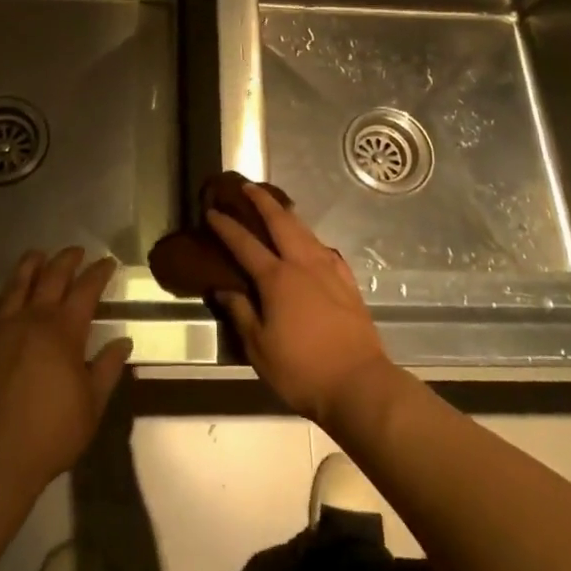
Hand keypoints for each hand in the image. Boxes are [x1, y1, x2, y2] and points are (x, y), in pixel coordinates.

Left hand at [0, 247, 133, 497]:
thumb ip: (107, 368)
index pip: (86, 290)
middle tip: (76, 251)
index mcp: (65, 331)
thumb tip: (123, 341)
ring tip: (36, 255)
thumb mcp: (92, 405)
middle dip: (66, 260)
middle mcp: (32, 320)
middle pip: (51, 278)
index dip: (99, 273)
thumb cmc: (50, 433)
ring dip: (27, 267)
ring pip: (15, 287)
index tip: (108, 262)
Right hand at [207, 185, 392, 426]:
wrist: (359, 383)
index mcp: (277, 278)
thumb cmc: (302, 369)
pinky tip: (311, 243)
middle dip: (262, 201)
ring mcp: (329, 271)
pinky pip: (325, 250)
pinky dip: (312, 239)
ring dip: (288, 213)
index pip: (245, 244)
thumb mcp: (259, 348)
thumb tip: (223, 289)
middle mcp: (302, 264)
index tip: (212, 212)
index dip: (226, 226)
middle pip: (281, 222)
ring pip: (305, 230)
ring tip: (277, 205)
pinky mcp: (347, 282)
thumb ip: (240, 313)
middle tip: (247, 186)